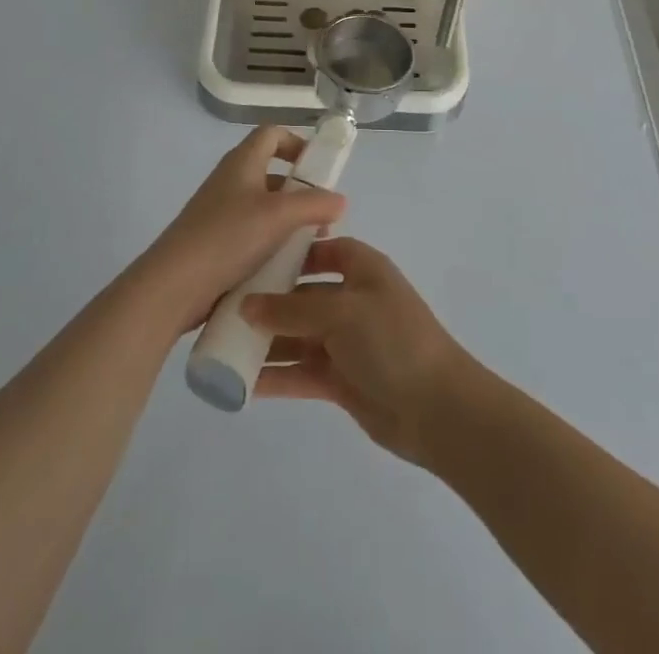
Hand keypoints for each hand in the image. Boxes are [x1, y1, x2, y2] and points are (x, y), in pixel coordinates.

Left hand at [132, 126, 345, 337]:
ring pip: (263, 206)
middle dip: (300, 191)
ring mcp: (220, 212)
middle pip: (271, 172)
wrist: (174, 285)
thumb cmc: (228, 237)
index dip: (296, 142)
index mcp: (242, 163)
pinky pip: (251, 233)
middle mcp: (230, 181)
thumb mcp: (279, 216)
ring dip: (289, 220)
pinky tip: (286, 266)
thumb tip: (340, 200)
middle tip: (323, 215)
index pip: (271, 134)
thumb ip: (314, 204)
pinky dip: (271, 242)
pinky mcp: (215, 242)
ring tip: (311, 245)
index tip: (318, 168)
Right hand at [243, 238, 475, 465]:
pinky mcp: (341, 380)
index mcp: (363, 269)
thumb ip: (291, 309)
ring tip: (221, 346)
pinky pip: (301, 371)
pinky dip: (276, 376)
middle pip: (303, 295)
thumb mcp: (341, 313)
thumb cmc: (392, 341)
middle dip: (267, 302)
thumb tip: (245, 305)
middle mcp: (353, 300)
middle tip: (222, 309)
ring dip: (266, 341)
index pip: (324, 249)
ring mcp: (347, 342)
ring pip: (298, 335)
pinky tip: (241, 382)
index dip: (293, 252)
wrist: (437, 409)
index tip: (253, 259)